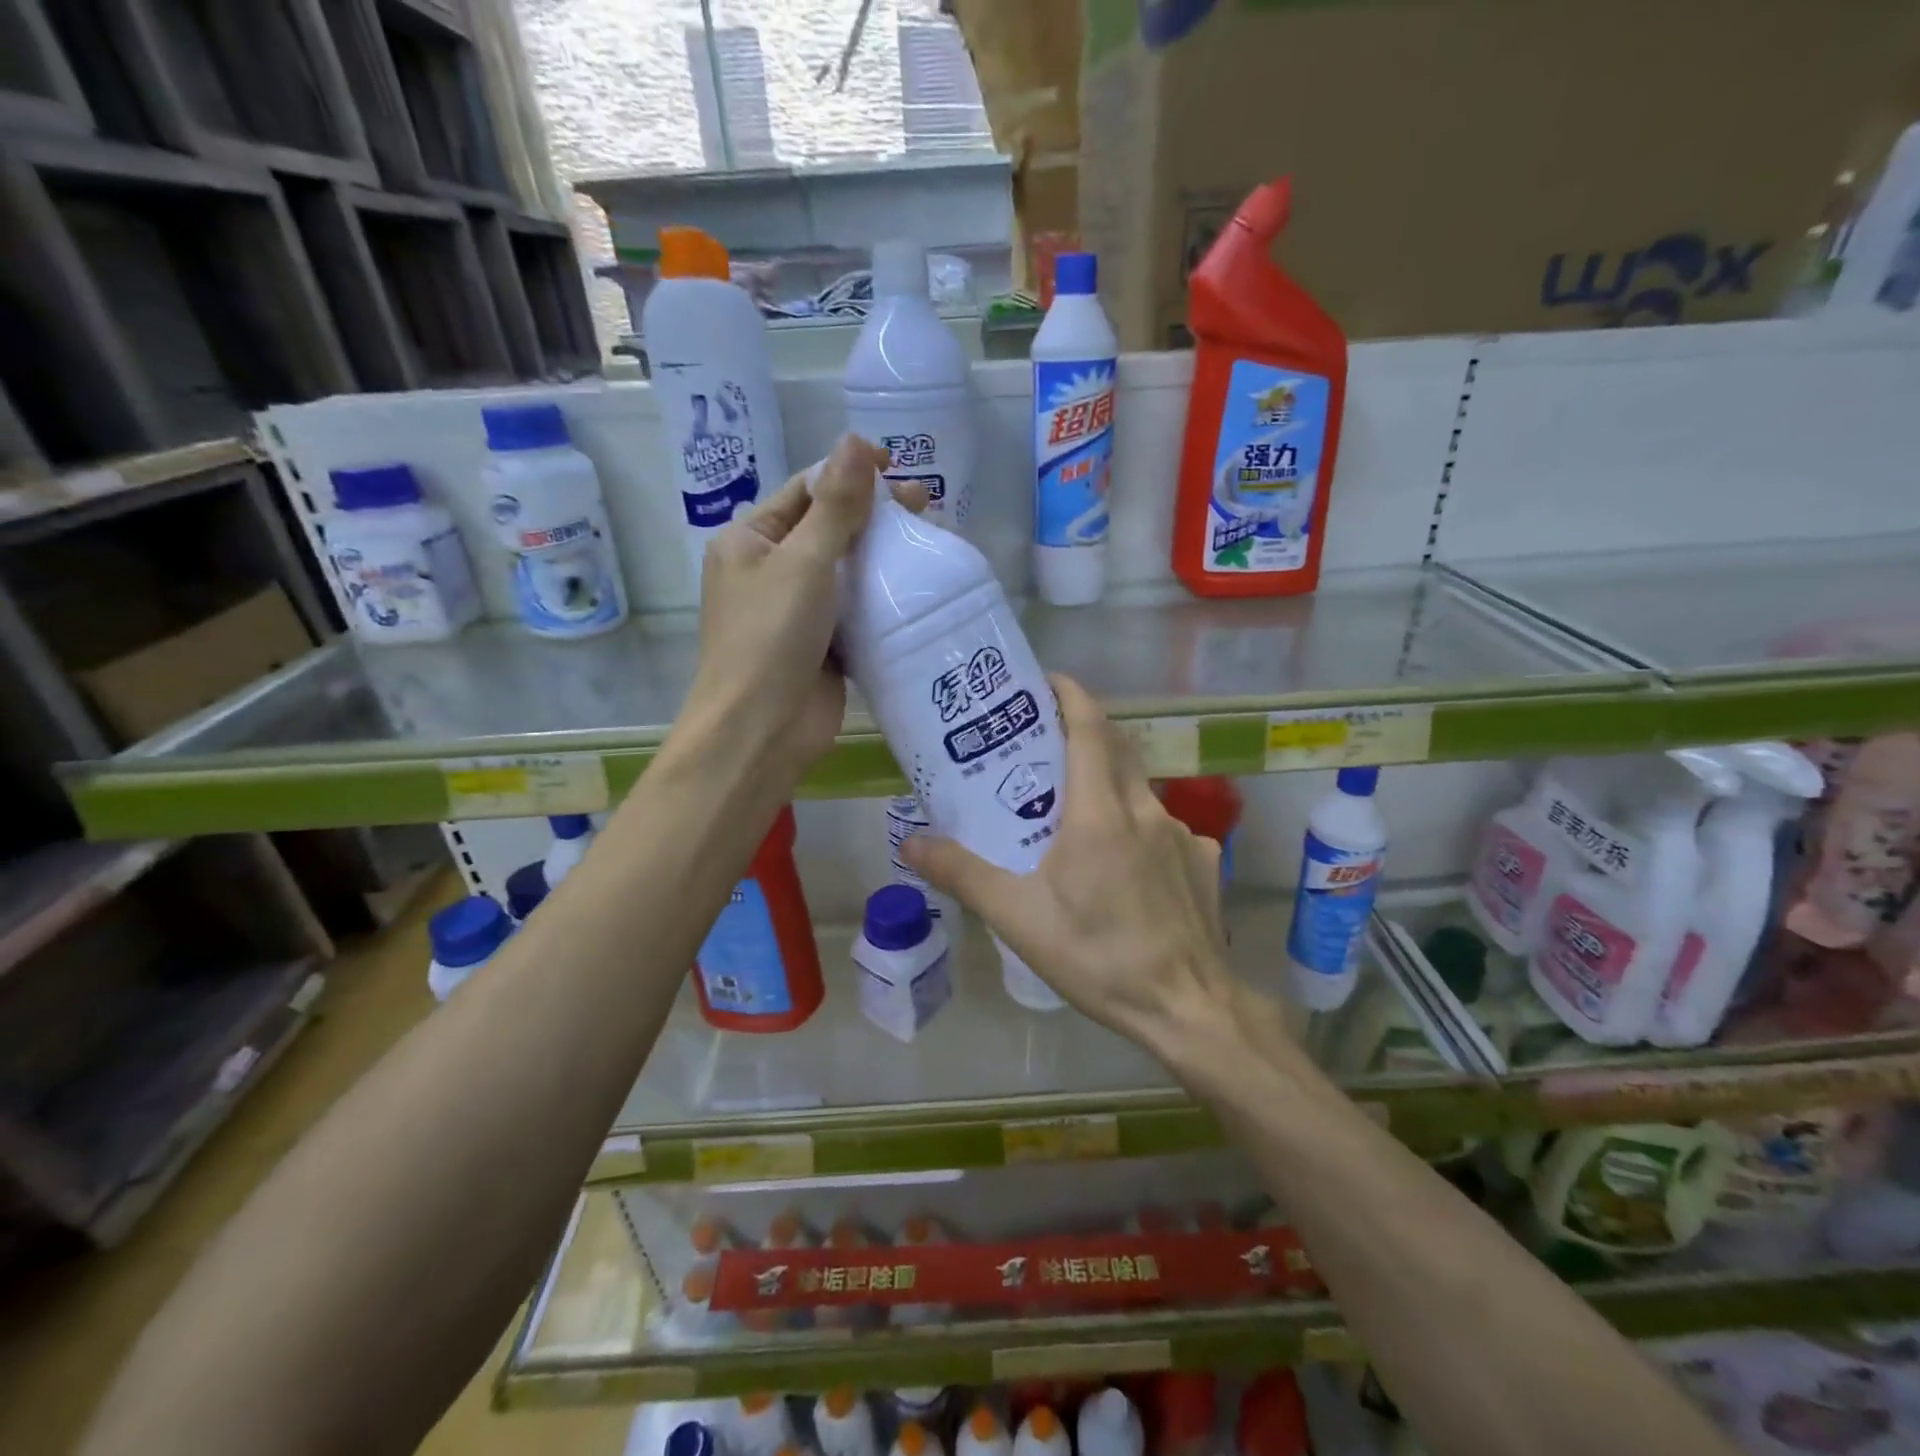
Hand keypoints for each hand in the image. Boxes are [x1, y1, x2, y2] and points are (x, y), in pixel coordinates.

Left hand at [682, 434, 920, 785]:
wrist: (762, 731)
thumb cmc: (771, 637)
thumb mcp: (803, 562)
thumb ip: (835, 506)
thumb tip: (854, 441)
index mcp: (750, 541)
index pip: (805, 491)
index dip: (848, 474)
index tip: (896, 464)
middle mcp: (771, 571)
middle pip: (829, 529)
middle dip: (873, 516)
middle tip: (926, 504)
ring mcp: (799, 611)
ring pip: (847, 572)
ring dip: (883, 557)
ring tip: (931, 541)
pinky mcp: (825, 646)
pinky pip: (857, 611)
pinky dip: (883, 599)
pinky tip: (919, 587)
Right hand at [901, 675, 1238, 1051]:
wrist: (1188, 1007)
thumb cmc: (1098, 956)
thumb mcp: (1017, 917)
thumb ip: (962, 873)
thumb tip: (910, 840)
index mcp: (1100, 812)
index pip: (1090, 728)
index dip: (1069, 694)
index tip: (1044, 682)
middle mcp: (1145, 810)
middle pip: (1116, 749)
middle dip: (1083, 732)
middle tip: (1044, 742)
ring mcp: (1182, 834)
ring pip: (1139, 790)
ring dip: (1108, 784)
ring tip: (1075, 811)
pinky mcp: (1202, 861)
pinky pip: (1164, 828)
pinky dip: (1138, 828)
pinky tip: (1124, 865)